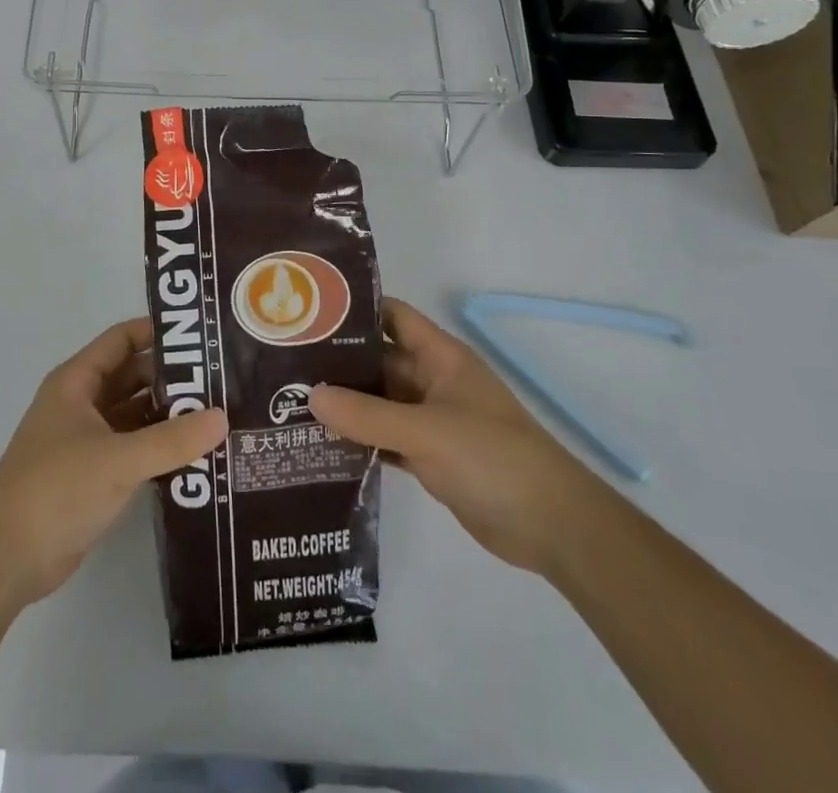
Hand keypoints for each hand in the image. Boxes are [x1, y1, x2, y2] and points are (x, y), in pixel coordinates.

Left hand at [0, 319, 226, 613]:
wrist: (5, 560)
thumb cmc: (56, 489)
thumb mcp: (118, 460)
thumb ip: (172, 440)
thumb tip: (223, 418)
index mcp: (77, 382)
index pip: (122, 339)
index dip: (157, 332)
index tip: (202, 336)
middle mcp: (82, 403)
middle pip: (133, 376)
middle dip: (173, 378)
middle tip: (222, 380)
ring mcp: (87, 440)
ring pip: (135, 414)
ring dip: (170, 415)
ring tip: (219, 416)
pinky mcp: (94, 475)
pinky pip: (134, 448)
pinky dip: (160, 448)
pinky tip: (197, 455)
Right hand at [310, 298, 601, 575]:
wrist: (552, 526)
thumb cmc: (492, 458)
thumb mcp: (426, 431)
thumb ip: (368, 415)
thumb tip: (310, 395)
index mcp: (440, 357)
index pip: (392, 317)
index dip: (355, 310)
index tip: (308, 313)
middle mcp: (432, 381)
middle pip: (379, 362)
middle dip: (338, 363)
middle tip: (286, 365)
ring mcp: (431, 421)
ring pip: (379, 403)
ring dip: (345, 404)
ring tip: (290, 403)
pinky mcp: (430, 457)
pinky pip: (386, 439)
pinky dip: (360, 440)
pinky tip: (321, 446)